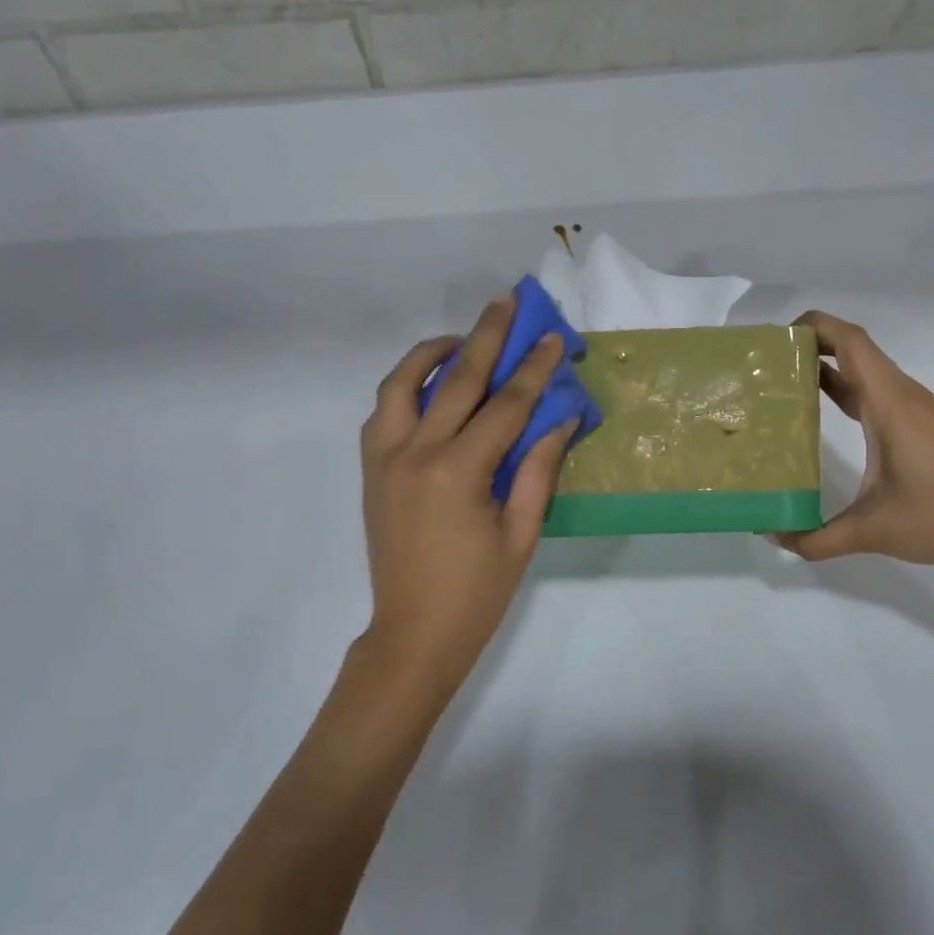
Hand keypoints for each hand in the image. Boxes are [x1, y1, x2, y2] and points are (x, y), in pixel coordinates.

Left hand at [353, 296, 573, 701]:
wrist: (413, 634)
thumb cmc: (477, 592)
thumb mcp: (521, 533)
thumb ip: (539, 469)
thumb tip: (562, 416)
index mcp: (459, 472)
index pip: (505, 405)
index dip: (533, 368)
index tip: (551, 335)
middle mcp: (415, 453)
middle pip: (454, 379)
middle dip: (486, 337)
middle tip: (506, 301)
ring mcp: (385, 459)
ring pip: (401, 384)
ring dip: (432, 353)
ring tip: (461, 340)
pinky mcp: (370, 470)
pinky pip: (383, 411)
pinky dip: (405, 387)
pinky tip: (429, 387)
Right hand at [781, 310, 933, 581]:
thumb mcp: (872, 531)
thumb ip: (817, 538)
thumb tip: (775, 537)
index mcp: (890, 404)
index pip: (850, 342)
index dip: (814, 326)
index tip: (776, 340)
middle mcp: (903, 397)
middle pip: (855, 350)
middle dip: (811, 347)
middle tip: (768, 365)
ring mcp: (917, 410)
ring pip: (867, 373)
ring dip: (829, 369)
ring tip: (786, 385)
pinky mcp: (924, 427)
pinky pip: (878, 394)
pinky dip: (848, 391)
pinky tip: (825, 417)